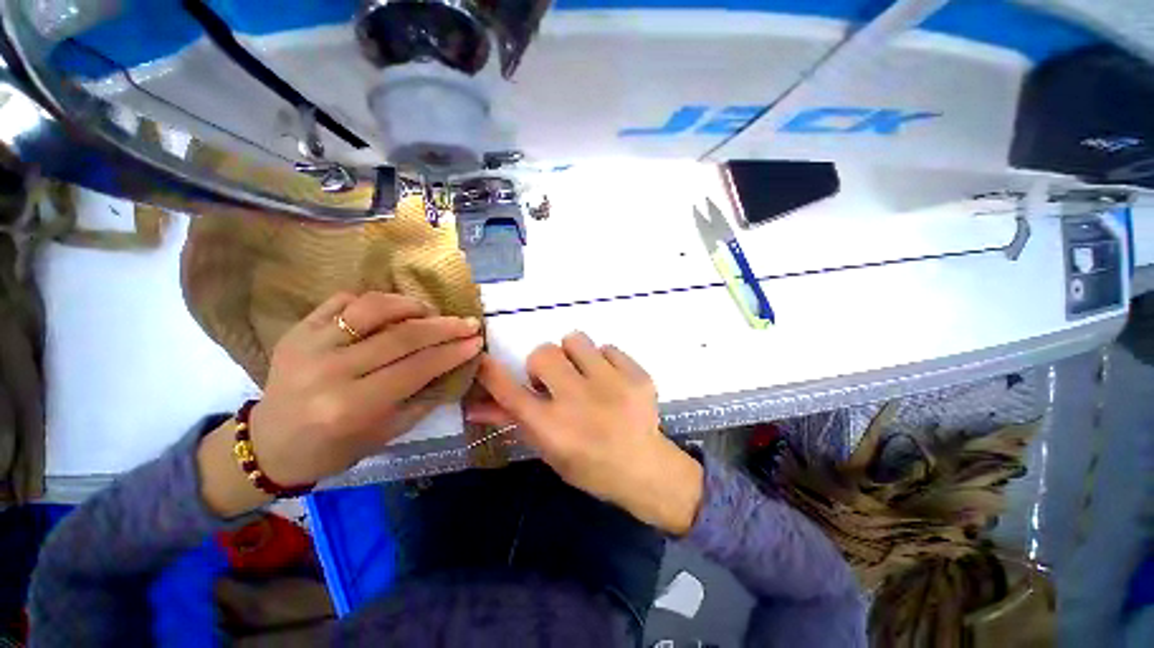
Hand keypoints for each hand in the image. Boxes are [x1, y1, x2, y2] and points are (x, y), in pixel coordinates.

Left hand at [199, 291, 482, 515]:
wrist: (270, 444)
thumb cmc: (334, 447)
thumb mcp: (388, 432)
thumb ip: (425, 397)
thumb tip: (457, 365)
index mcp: (352, 406)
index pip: (417, 367)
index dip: (453, 351)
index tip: (477, 341)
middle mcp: (330, 371)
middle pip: (401, 336)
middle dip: (444, 327)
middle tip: (468, 322)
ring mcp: (309, 345)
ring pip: (372, 308)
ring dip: (410, 305)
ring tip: (431, 312)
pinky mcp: (297, 330)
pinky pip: (343, 300)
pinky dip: (375, 301)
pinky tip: (393, 311)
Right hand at [467, 332, 703, 534]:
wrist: (644, 468)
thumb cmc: (589, 466)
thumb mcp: (548, 449)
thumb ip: (513, 421)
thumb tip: (475, 404)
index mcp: (552, 428)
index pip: (510, 393)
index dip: (492, 373)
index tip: (484, 358)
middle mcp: (578, 401)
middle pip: (543, 353)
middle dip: (543, 363)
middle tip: (556, 379)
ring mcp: (611, 384)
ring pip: (575, 339)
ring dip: (574, 355)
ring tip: (586, 375)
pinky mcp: (637, 375)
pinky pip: (608, 348)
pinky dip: (604, 361)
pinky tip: (612, 382)